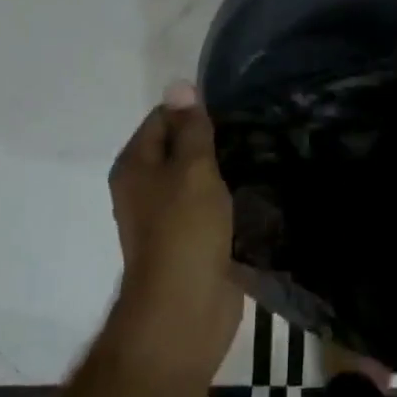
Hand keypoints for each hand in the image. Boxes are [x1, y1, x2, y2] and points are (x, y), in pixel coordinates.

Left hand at [105, 83, 243, 383]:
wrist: (184, 311)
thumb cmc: (184, 230)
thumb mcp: (193, 169)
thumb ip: (191, 128)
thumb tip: (180, 85)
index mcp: (135, 166)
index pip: (163, 118)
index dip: (194, 111)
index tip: (233, 110)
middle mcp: (144, 188)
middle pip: (179, 148)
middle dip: (212, 139)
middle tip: (253, 130)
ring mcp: (166, 218)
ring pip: (197, 179)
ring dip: (223, 169)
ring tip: (261, 154)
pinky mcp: (190, 241)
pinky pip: (209, 207)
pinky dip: (228, 198)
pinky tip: (257, 190)